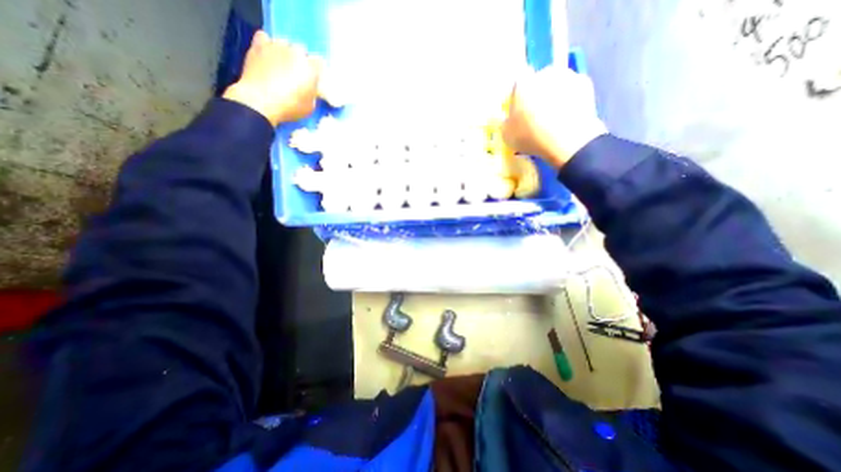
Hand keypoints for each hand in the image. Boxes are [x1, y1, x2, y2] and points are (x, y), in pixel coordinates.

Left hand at [222, 30, 321, 126]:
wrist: (261, 102)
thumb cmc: (290, 107)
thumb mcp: (310, 107)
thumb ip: (313, 93)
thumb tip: (310, 89)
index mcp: (311, 68)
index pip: (318, 63)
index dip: (315, 72)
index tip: (312, 80)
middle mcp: (295, 52)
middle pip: (301, 50)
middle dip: (300, 61)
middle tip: (296, 75)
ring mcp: (276, 46)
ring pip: (284, 44)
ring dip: (284, 53)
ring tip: (280, 66)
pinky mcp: (258, 45)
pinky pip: (264, 38)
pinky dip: (266, 45)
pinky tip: (266, 56)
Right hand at [501, 65, 607, 169]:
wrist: (567, 139)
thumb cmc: (530, 136)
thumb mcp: (507, 135)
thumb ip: (506, 122)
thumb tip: (509, 118)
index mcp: (522, 83)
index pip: (517, 83)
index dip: (518, 96)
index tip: (518, 109)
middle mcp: (544, 73)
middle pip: (538, 82)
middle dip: (536, 95)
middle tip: (536, 115)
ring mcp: (567, 76)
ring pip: (556, 85)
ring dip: (554, 96)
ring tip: (553, 117)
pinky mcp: (586, 84)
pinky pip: (572, 92)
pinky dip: (569, 101)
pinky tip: (567, 117)